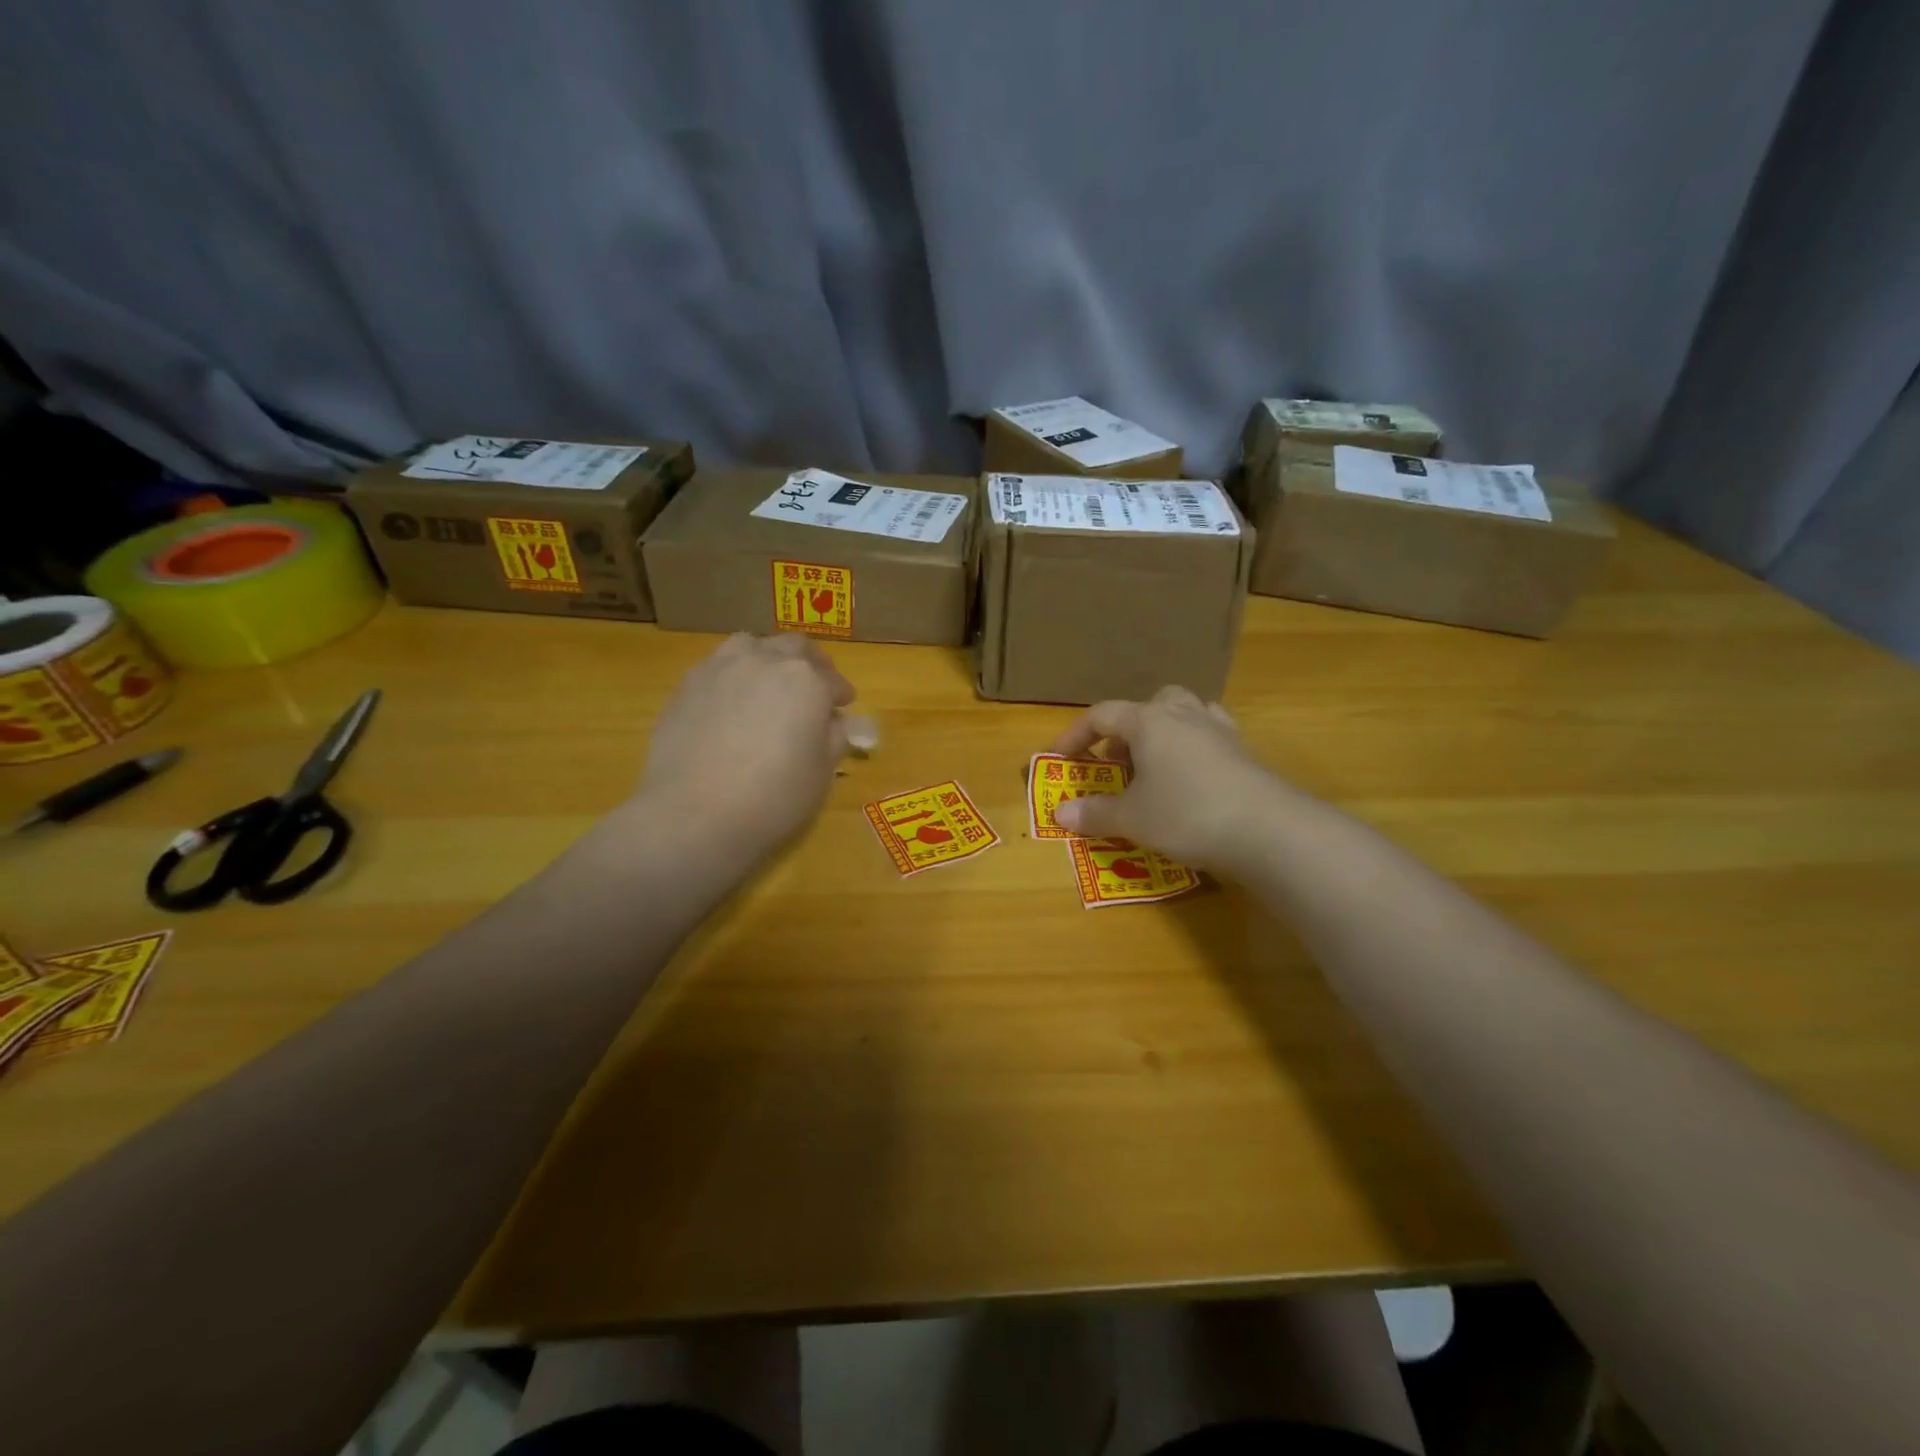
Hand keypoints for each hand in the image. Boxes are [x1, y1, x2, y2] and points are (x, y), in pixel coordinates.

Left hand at [635, 633, 854, 869]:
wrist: (694, 813)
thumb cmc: (773, 796)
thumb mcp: (822, 772)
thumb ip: (835, 737)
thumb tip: (835, 721)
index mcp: (807, 680)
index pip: (833, 680)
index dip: (840, 694)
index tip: (843, 706)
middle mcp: (766, 660)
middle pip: (794, 648)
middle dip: (810, 663)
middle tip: (813, 685)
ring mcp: (722, 667)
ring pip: (752, 646)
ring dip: (768, 658)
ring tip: (768, 681)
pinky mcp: (688, 683)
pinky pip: (719, 665)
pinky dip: (734, 675)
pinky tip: (732, 701)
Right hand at [1050, 686, 1290, 873]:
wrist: (1267, 830)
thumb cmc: (1186, 814)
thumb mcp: (1132, 818)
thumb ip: (1095, 813)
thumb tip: (1060, 813)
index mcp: (1149, 721)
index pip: (1102, 715)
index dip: (1075, 735)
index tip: (1060, 758)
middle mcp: (1183, 715)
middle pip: (1148, 705)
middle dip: (1126, 730)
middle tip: (1117, 762)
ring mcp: (1218, 730)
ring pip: (1184, 713)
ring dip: (1163, 732)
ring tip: (1155, 765)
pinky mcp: (1243, 752)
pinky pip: (1210, 735)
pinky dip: (1194, 747)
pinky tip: (1192, 775)